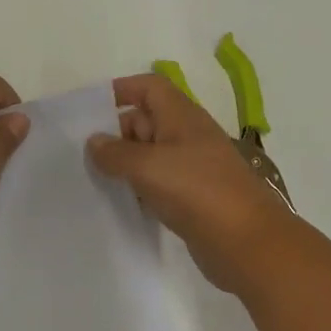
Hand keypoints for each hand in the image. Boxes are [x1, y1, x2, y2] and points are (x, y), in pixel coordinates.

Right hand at [86, 73, 298, 291]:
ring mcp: (193, 168)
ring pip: (151, 156)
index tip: (90, 110)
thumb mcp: (148, 166)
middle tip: (83, 156)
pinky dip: (140, 190)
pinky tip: (120, 204)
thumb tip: (94, 141)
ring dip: (125, 165)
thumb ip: (115, 153)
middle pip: (146, 121)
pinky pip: (159, 184)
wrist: (246, 242)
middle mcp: (188, 136)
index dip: (121, 90)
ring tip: (93, 180)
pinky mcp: (193, 197)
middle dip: (116, 134)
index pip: (149, 87)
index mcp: (181, 116)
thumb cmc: (196, 190)